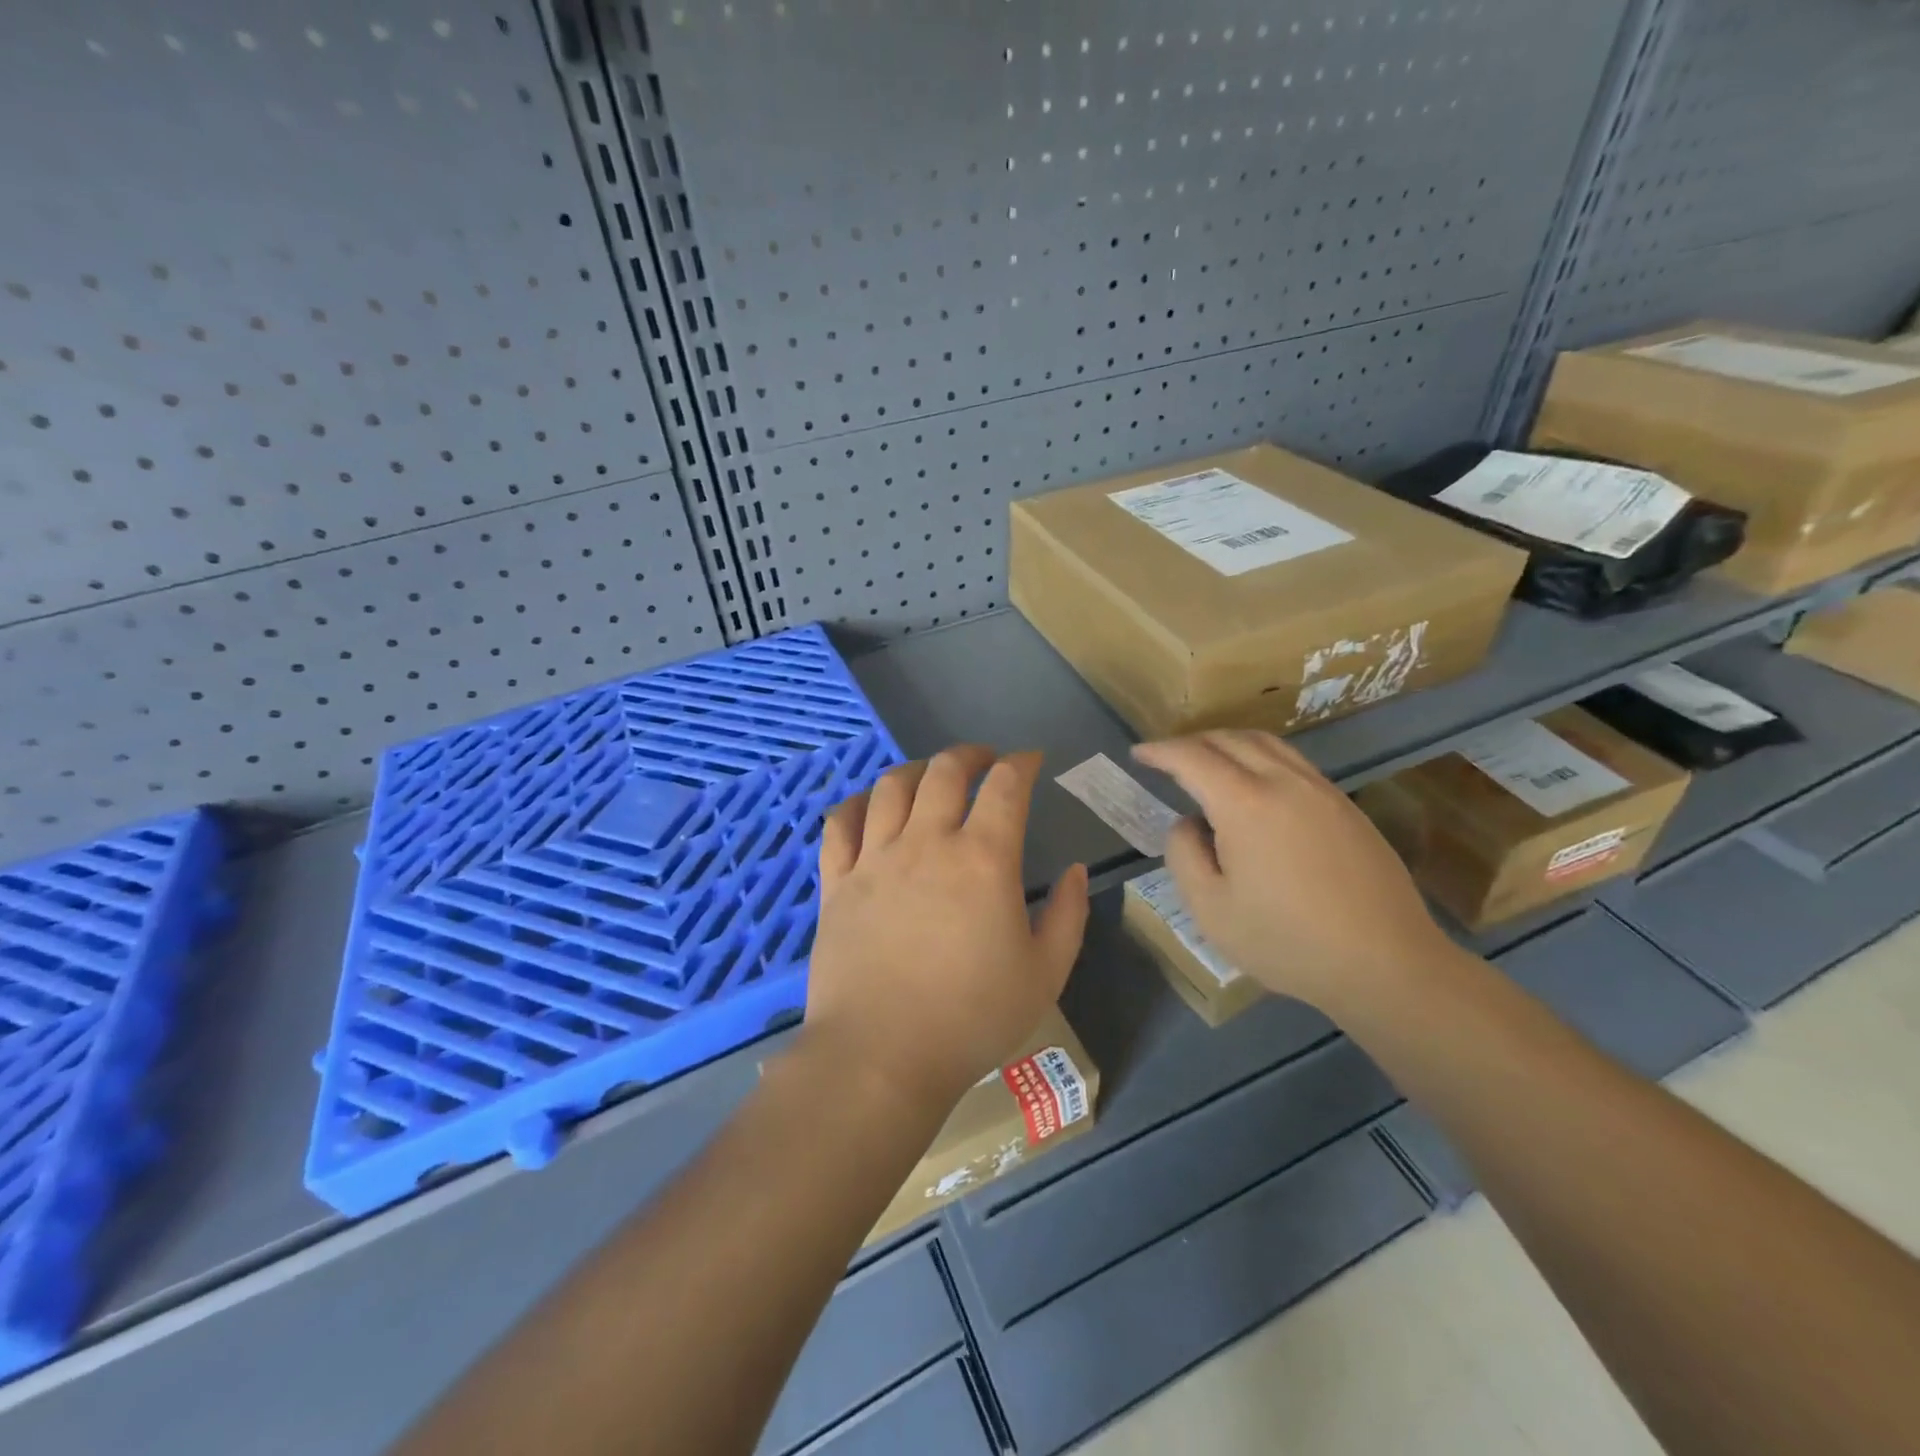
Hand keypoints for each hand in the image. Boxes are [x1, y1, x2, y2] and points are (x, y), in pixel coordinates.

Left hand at [800, 746, 1090, 1119]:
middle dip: (970, 755)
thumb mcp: (1044, 974)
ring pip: (892, 786)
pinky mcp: (837, 882)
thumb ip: (1067, 916)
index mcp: (983, 859)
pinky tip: (870, 805)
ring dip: (917, 769)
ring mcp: (875, 858)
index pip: (1006, 787)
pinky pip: (841, 824)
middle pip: (946, 771)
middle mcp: (927, 843)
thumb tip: (1073, 872)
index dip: (1022, 763)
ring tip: (931, 776)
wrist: (880, 1057)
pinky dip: (858, 803)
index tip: (1030, 761)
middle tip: (984, 761)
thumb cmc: (971, 1019)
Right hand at [1132, 731, 1457, 1017]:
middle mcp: (1283, 782)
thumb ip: (1184, 854)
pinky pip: (1293, 762)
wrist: (1386, 963)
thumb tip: (1188, 823)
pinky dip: (1260, 757)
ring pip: (1266, 743)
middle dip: (1191, 741)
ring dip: (1228, 743)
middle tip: (1167, 758)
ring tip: (1208, 761)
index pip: (1191, 757)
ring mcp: (1321, 790)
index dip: (1160, 751)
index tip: (1139, 754)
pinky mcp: (1345, 806)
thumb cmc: (1287, 941)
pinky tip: (1256, 785)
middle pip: (1229, 739)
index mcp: (1244, 803)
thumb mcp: (1210, 909)